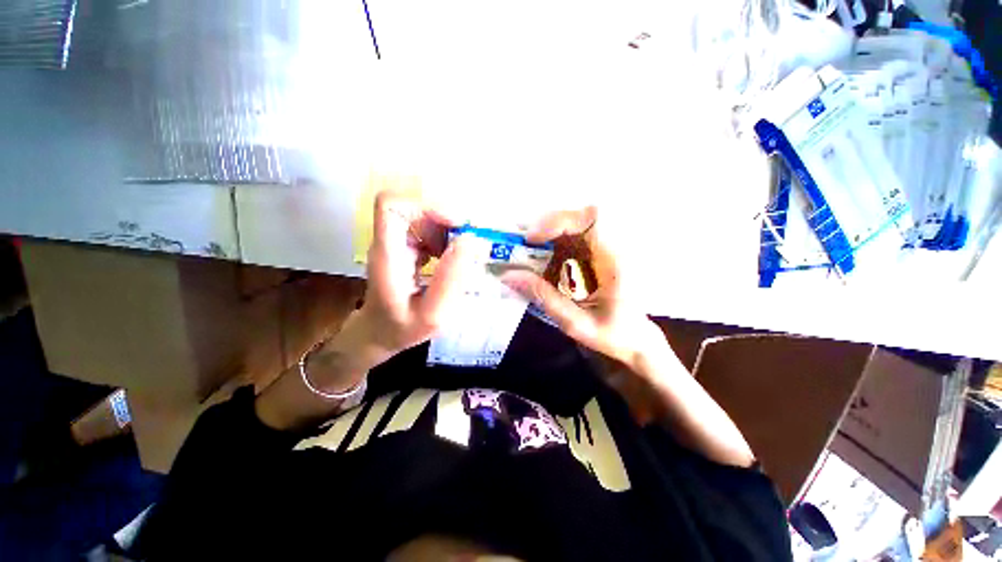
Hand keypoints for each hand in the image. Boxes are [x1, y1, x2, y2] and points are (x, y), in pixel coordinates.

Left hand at [353, 190, 473, 363]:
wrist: (380, 333)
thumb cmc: (403, 328)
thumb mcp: (433, 314)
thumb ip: (450, 280)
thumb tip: (469, 240)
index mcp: (388, 254)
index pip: (390, 205)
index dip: (425, 206)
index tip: (454, 225)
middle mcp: (389, 241)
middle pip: (413, 207)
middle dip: (446, 220)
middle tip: (470, 244)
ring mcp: (397, 242)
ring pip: (424, 217)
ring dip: (449, 231)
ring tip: (464, 256)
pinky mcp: (406, 246)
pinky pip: (428, 230)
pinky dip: (446, 239)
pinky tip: (454, 260)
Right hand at [499, 207, 667, 370]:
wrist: (637, 339)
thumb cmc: (612, 334)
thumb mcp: (576, 322)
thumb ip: (544, 298)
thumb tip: (509, 276)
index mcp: (617, 261)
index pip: (593, 219)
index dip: (559, 221)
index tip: (532, 238)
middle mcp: (617, 247)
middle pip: (583, 215)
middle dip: (550, 225)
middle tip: (527, 243)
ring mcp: (610, 248)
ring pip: (577, 224)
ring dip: (551, 235)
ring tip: (530, 252)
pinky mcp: (601, 252)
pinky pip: (576, 238)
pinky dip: (556, 245)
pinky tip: (545, 262)